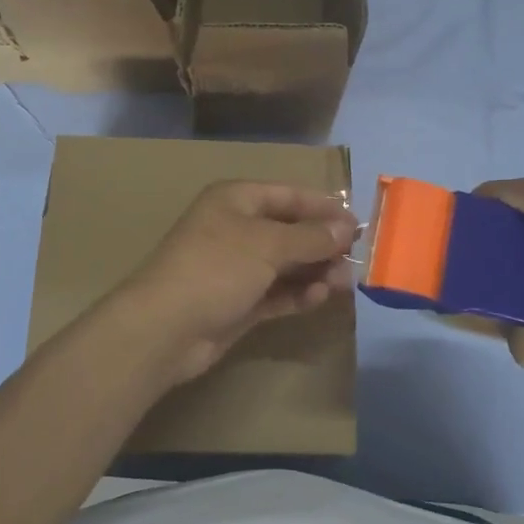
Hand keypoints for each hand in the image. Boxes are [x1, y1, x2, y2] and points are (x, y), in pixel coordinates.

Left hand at [107, 181, 356, 389]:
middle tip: (355, 259)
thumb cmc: (217, 268)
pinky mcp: (238, 303)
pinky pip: (276, 293)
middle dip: (323, 244)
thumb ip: (311, 237)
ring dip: (315, 271)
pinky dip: (298, 294)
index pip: (288, 195)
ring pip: (286, 265)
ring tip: (343, 284)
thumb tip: (346, 228)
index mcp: (236, 201)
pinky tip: (318, 298)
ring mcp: (236, 268)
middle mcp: (236, 229)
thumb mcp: (268, 245)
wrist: (165, 328)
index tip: (358, 224)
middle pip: (290, 230)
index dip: (323, 207)